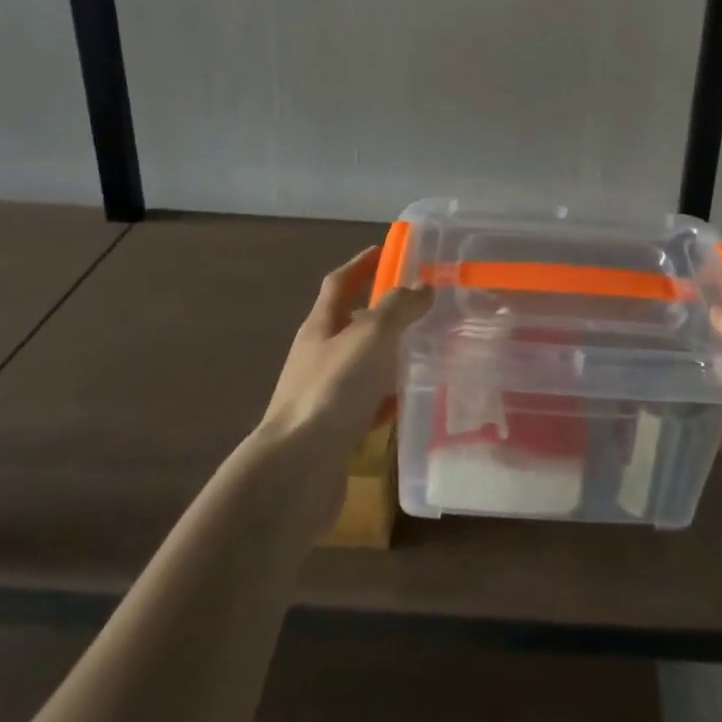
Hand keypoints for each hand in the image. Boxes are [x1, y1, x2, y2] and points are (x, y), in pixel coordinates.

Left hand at [258, 246, 431, 460]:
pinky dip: (386, 399)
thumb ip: (398, 307)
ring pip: (361, 366)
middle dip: (381, 312)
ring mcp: (323, 395)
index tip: (386, 251)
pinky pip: (365, 405)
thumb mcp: (372, 336)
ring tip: (423, 350)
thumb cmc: (334, 389)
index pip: (340, 283)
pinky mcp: (333, 431)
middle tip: (419, 305)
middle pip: (350, 324)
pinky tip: (409, 402)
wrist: (298, 470)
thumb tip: (422, 287)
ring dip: (387, 356)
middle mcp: (317, 356)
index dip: (361, 264)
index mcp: (320, 326)